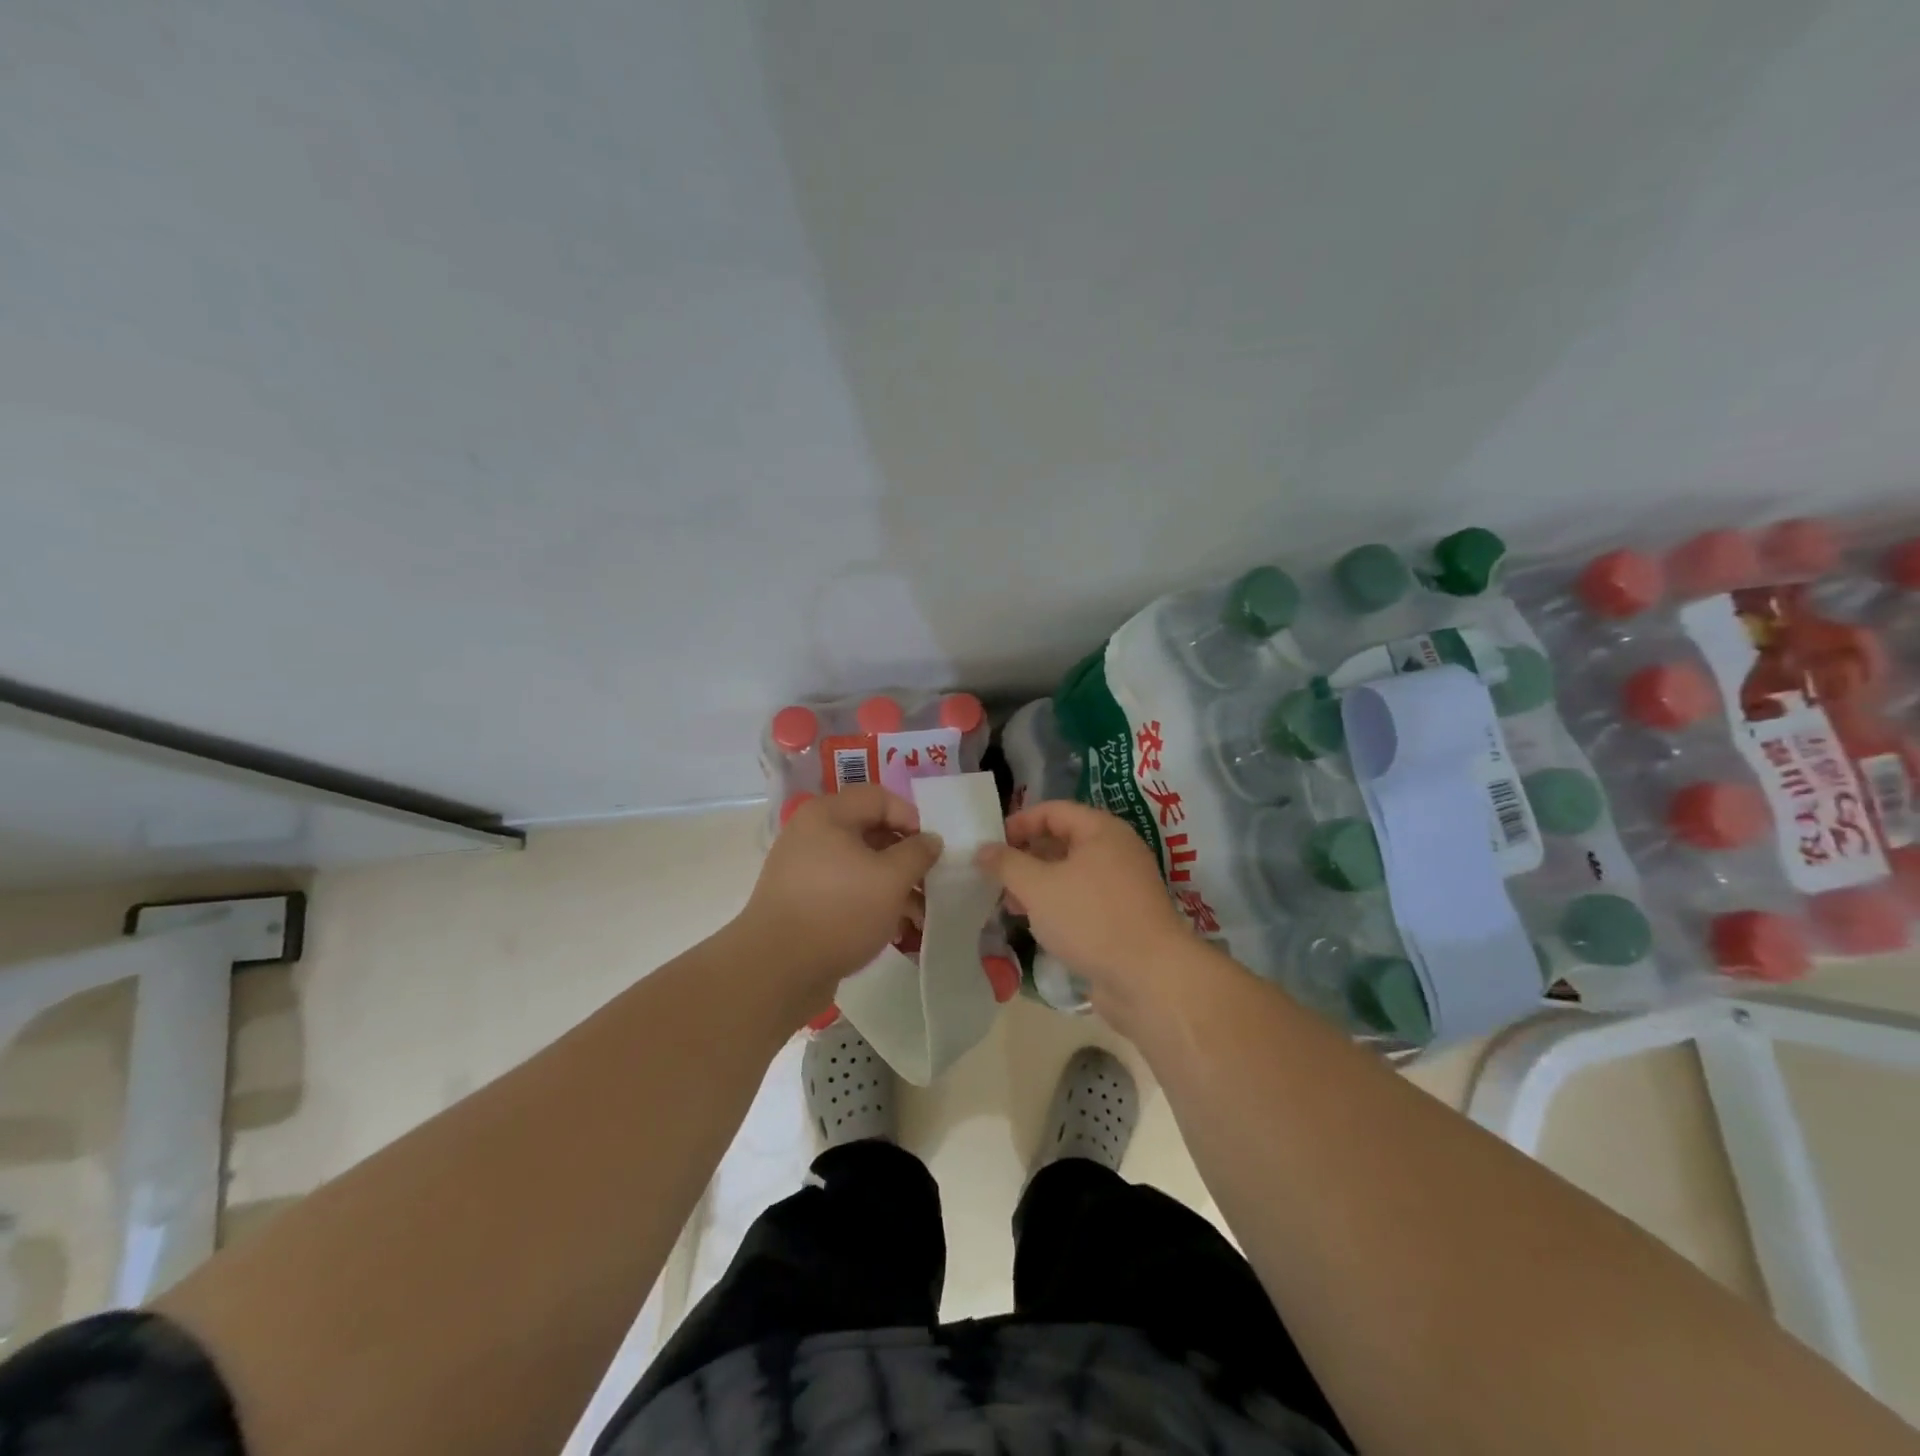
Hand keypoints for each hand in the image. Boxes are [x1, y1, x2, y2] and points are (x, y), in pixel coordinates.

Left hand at [734, 785, 942, 1010]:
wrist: (775, 970)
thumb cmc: (839, 911)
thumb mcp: (891, 879)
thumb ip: (917, 853)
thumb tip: (930, 840)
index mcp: (828, 815)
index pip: (879, 798)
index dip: (911, 818)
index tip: (931, 851)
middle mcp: (812, 834)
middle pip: (870, 831)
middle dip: (905, 858)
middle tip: (929, 884)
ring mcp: (804, 869)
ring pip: (860, 865)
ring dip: (892, 885)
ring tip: (918, 915)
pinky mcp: (802, 901)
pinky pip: (845, 890)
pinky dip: (870, 902)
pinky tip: (892, 929)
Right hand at [976, 800, 1191, 1000]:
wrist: (1150, 979)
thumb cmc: (1091, 919)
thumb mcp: (1038, 887)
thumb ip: (1007, 864)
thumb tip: (983, 849)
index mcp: (1102, 830)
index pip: (1053, 811)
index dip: (1019, 823)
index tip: (991, 846)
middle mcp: (1117, 851)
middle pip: (1063, 841)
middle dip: (1027, 857)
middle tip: (997, 878)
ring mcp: (1124, 886)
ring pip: (1072, 873)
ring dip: (1040, 884)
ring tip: (1013, 905)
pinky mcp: (1124, 917)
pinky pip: (1084, 900)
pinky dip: (1059, 905)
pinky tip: (1040, 926)